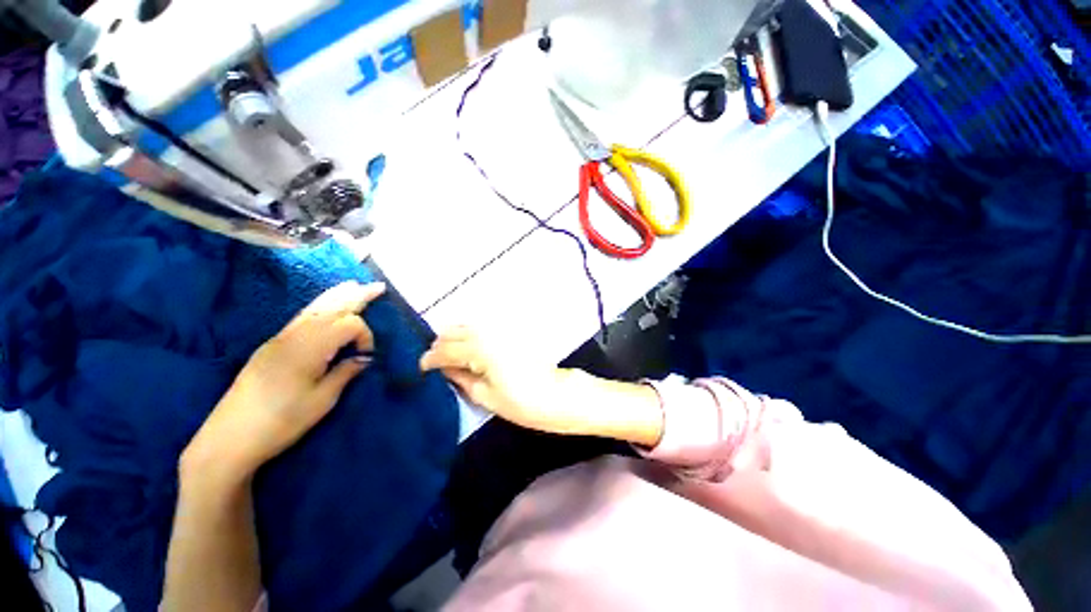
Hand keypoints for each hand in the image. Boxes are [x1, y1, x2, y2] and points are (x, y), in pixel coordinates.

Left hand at [184, 281, 385, 477]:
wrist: (229, 438)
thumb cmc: (281, 422)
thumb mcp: (322, 401)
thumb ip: (345, 373)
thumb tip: (364, 358)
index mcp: (309, 348)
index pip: (348, 324)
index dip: (366, 336)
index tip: (367, 358)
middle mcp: (294, 336)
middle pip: (331, 307)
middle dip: (356, 296)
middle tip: (378, 286)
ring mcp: (280, 339)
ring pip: (314, 308)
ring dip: (337, 296)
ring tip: (354, 286)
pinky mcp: (272, 346)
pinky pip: (301, 317)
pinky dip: (319, 307)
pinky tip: (326, 307)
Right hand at [419, 327, 575, 433]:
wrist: (556, 394)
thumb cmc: (521, 402)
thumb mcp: (485, 396)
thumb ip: (460, 378)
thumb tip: (443, 368)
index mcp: (480, 350)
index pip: (445, 350)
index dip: (429, 360)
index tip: (420, 368)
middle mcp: (488, 333)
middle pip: (453, 332)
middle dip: (440, 347)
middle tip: (435, 364)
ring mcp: (500, 330)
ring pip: (466, 326)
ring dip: (454, 338)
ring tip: (450, 357)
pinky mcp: (509, 331)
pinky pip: (481, 328)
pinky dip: (469, 335)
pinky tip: (469, 348)